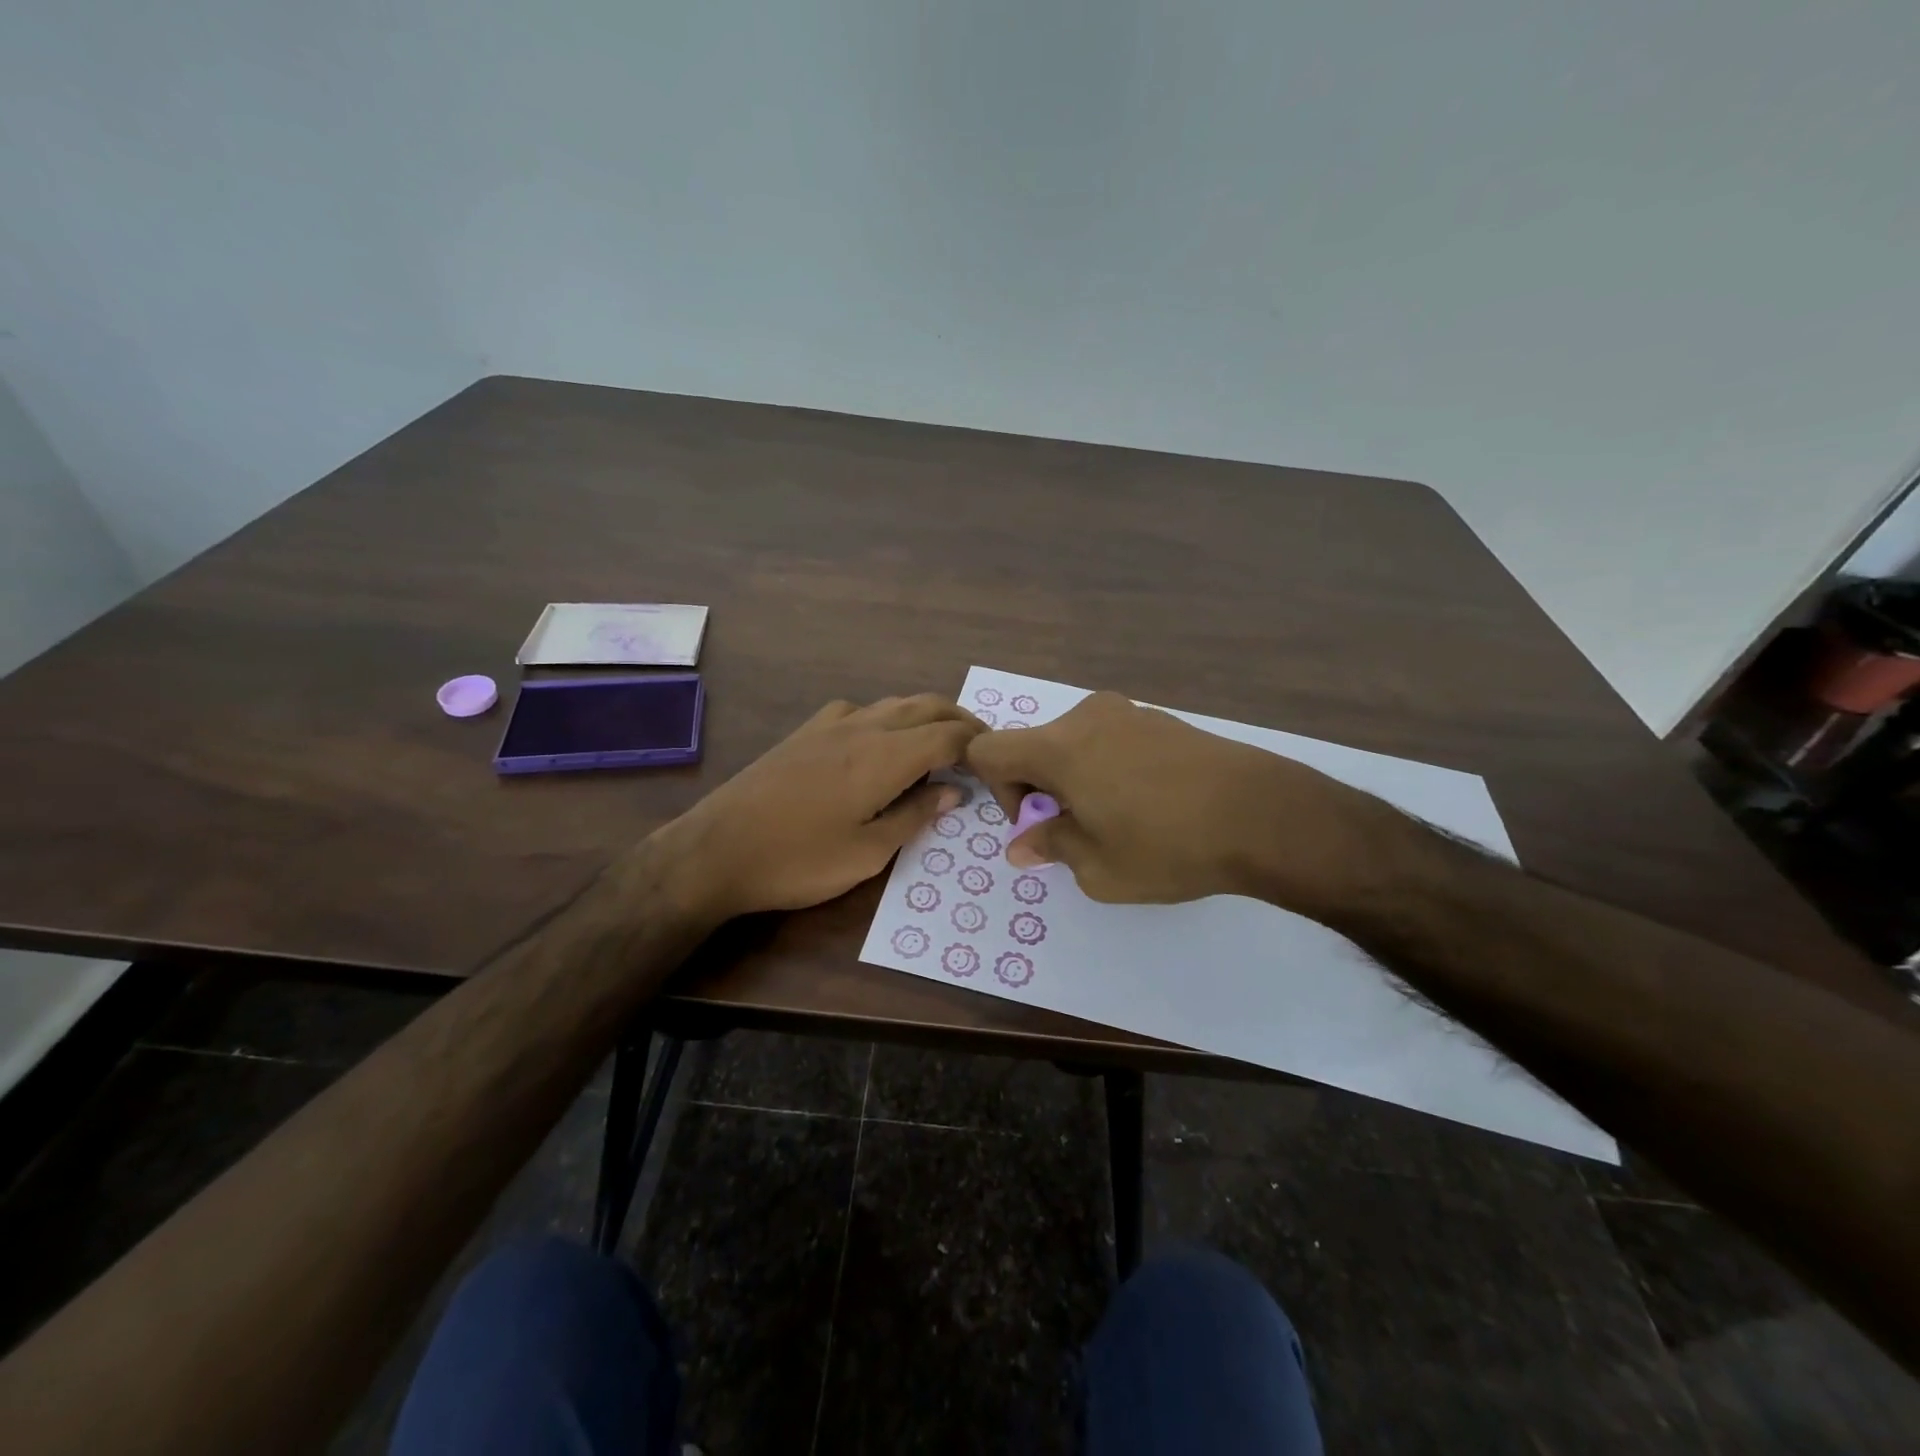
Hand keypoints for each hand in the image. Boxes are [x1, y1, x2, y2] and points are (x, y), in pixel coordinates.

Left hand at [660, 695, 982, 920]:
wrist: (717, 849)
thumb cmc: (798, 860)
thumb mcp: (867, 853)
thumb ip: (914, 816)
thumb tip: (952, 791)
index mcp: (885, 756)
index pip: (949, 735)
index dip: (979, 745)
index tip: (995, 764)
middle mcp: (863, 727)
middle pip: (926, 706)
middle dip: (960, 721)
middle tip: (980, 748)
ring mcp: (831, 724)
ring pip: (894, 704)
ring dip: (926, 716)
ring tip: (941, 743)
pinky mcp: (806, 731)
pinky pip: (861, 710)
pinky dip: (888, 717)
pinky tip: (880, 742)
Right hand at [966, 691, 1416, 916]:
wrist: (1264, 815)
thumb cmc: (1168, 846)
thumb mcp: (1098, 868)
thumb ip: (1051, 846)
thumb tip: (1022, 845)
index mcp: (1059, 747)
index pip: (989, 751)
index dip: (998, 791)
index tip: (1039, 823)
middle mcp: (1087, 717)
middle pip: (1034, 746)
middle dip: (1041, 789)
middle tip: (1079, 832)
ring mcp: (1129, 713)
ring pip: (1074, 744)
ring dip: (1076, 779)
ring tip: (1119, 821)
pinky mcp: (1163, 720)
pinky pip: (1111, 740)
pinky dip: (1109, 768)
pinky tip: (1151, 804)